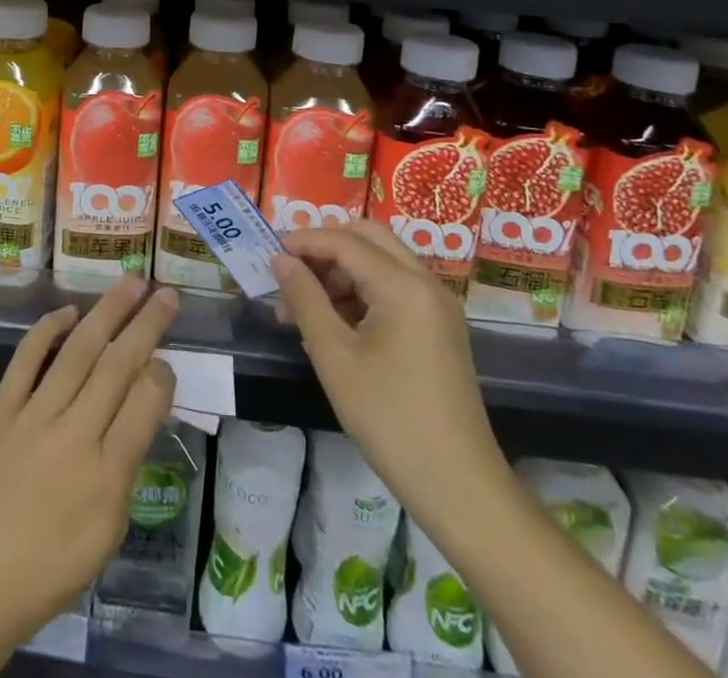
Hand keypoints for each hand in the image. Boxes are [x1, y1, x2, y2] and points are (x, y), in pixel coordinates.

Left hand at [0, 275, 179, 646]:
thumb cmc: (48, 570)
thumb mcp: (105, 535)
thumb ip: (125, 469)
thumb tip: (139, 412)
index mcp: (106, 476)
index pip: (145, 404)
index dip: (162, 373)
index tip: (169, 358)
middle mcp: (74, 436)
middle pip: (117, 366)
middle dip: (146, 325)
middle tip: (166, 293)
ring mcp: (33, 417)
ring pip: (77, 351)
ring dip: (107, 312)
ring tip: (130, 282)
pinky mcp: (0, 410)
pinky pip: (26, 359)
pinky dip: (47, 330)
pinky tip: (68, 311)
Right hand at [273, 223, 504, 525]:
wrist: (460, 488)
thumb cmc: (390, 420)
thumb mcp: (334, 357)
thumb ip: (305, 299)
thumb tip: (280, 260)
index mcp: (404, 285)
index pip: (345, 241)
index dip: (303, 241)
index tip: (267, 252)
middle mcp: (426, 283)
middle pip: (369, 238)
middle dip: (325, 246)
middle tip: (289, 269)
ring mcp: (437, 305)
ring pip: (381, 262)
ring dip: (341, 270)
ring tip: (300, 305)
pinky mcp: (439, 328)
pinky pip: (395, 288)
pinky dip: (361, 292)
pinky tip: (332, 321)